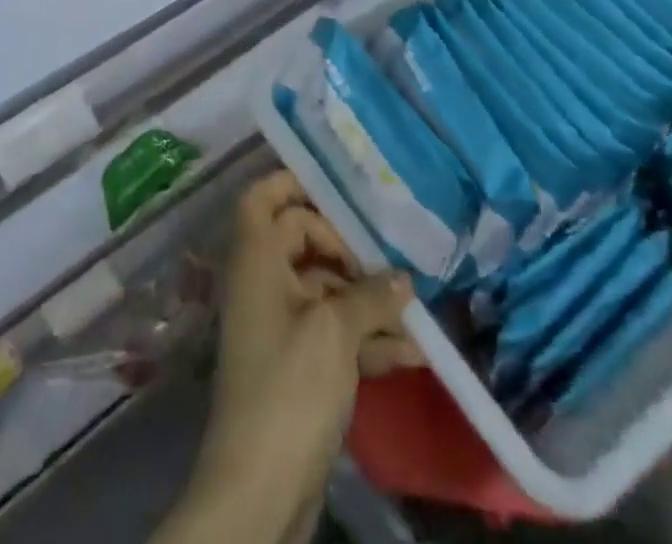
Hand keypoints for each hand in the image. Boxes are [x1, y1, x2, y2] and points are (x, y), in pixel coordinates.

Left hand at [191, 172, 421, 524]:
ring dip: (368, 300)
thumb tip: (401, 279)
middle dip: (349, 251)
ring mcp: (279, 325)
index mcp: (256, 259)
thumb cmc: (290, 387)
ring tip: (415, 314)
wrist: (261, 487)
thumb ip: (370, 296)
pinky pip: (333, 333)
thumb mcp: (335, 332)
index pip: (262, 198)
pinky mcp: (297, 364)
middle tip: (389, 263)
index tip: (338, 189)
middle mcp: (263, 282)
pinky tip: (413, 353)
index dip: (292, 184)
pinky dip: (366, 338)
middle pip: (303, 242)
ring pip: (326, 291)